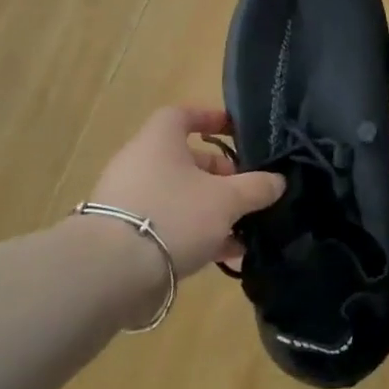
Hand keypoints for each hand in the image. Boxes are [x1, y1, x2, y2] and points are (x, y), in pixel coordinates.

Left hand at [85, 106, 285, 278]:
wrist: (111, 272)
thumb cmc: (173, 215)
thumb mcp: (227, 200)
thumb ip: (256, 187)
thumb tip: (277, 181)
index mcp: (159, 141)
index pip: (182, 115)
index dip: (210, 119)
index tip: (236, 131)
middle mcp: (140, 165)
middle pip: (186, 160)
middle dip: (221, 175)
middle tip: (247, 192)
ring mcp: (130, 201)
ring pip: (180, 197)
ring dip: (212, 210)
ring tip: (244, 229)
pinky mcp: (126, 236)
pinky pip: (170, 225)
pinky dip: (196, 235)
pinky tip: (225, 255)